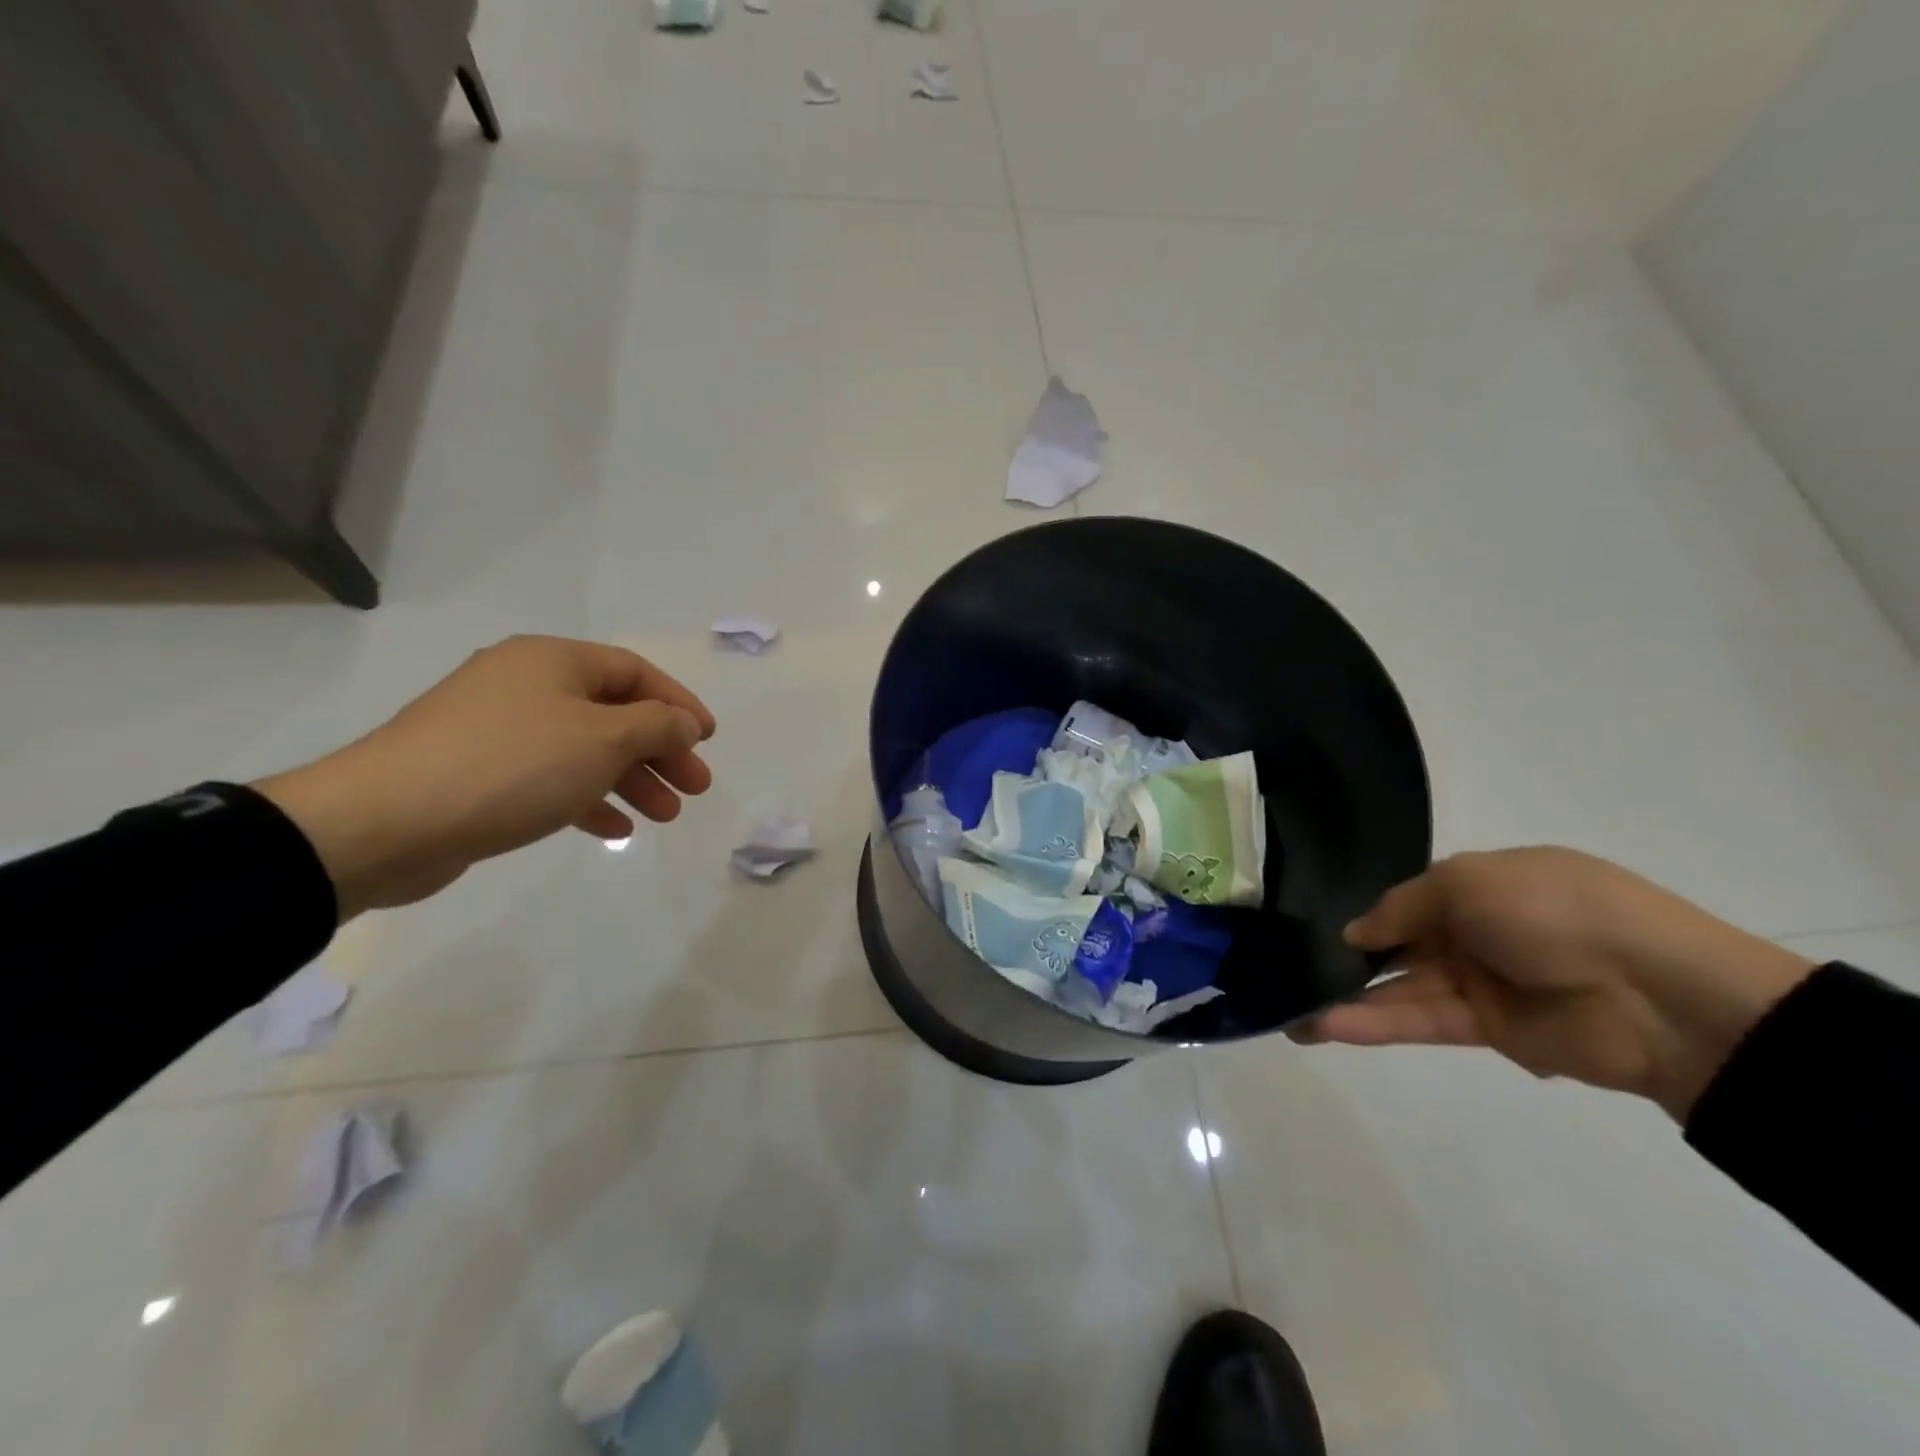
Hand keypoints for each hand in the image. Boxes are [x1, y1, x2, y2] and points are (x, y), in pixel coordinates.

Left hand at [253, 635, 715, 918]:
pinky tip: (614, 828)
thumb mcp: (602, 739)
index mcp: (553, 661)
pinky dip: (588, 798)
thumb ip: (656, 726)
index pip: (635, 672)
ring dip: (631, 779)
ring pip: (585, 749)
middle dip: (660, 751)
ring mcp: (499, 730)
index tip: (709, 740)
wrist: (385, 822)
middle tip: (695, 787)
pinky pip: (552, 777)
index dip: (679, 704)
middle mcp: (526, 685)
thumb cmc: (512, 765)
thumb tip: (683, 722)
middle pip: (614, 712)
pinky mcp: (480, 773)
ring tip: (665, 815)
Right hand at [1292, 848, 1816, 1120]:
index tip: (1312, 927)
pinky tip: (1324, 1025)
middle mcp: (1475, 931)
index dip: (1364, 914)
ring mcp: (1481, 982)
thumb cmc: (1556, 911)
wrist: (1662, 995)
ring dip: (1348, 999)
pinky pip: (1421, 1020)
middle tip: (1288, 973)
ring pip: (1401, 987)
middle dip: (1346, 959)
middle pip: (1398, 945)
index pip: (1407, 900)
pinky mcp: (1488, 1030)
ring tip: (1291, 1012)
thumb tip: (1356, 933)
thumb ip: (1401, 908)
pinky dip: (1374, 1023)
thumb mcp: (1467, 883)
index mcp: (1479, 885)